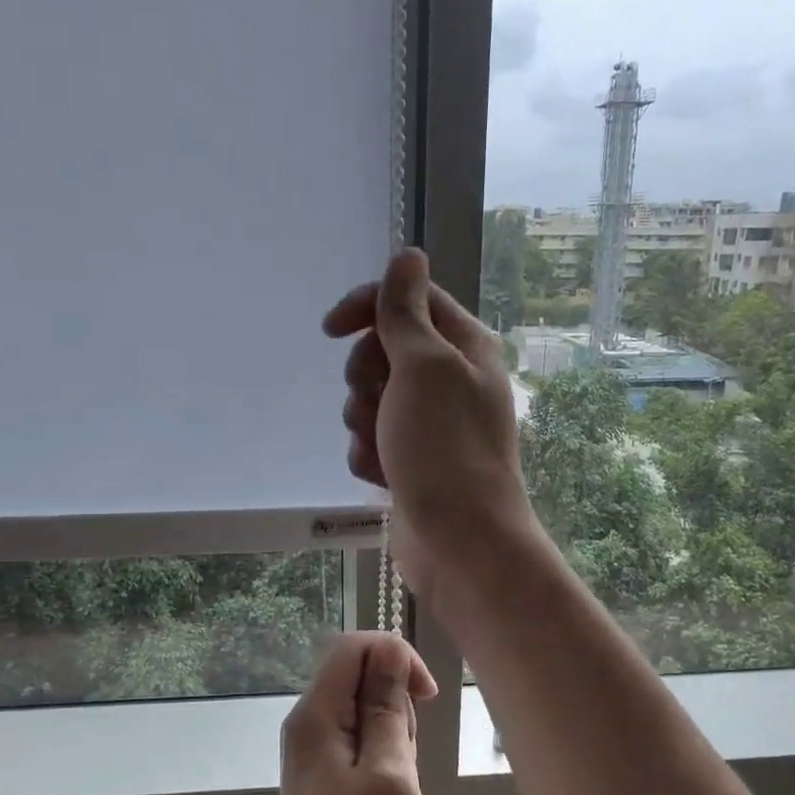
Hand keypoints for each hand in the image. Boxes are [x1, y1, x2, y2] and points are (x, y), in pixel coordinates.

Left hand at [270, 633, 435, 794]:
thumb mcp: (389, 772)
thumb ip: (388, 707)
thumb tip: (390, 651)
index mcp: (317, 713)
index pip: (353, 646)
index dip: (394, 654)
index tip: (427, 694)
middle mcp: (308, 720)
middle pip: (359, 675)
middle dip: (396, 703)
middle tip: (405, 758)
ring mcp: (313, 746)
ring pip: (364, 708)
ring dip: (393, 733)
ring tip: (396, 784)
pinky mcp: (323, 770)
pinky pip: (360, 738)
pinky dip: (383, 754)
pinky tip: (387, 793)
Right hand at [323, 248, 535, 598]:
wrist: (460, 540)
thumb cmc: (444, 446)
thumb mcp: (423, 366)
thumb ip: (406, 311)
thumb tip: (408, 254)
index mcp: (463, 347)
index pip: (409, 300)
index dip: (368, 307)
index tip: (331, 330)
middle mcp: (450, 380)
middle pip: (384, 351)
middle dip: (365, 377)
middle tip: (375, 401)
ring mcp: (431, 424)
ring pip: (371, 399)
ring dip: (363, 421)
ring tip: (382, 447)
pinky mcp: (413, 461)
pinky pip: (372, 440)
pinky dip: (369, 455)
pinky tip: (383, 477)